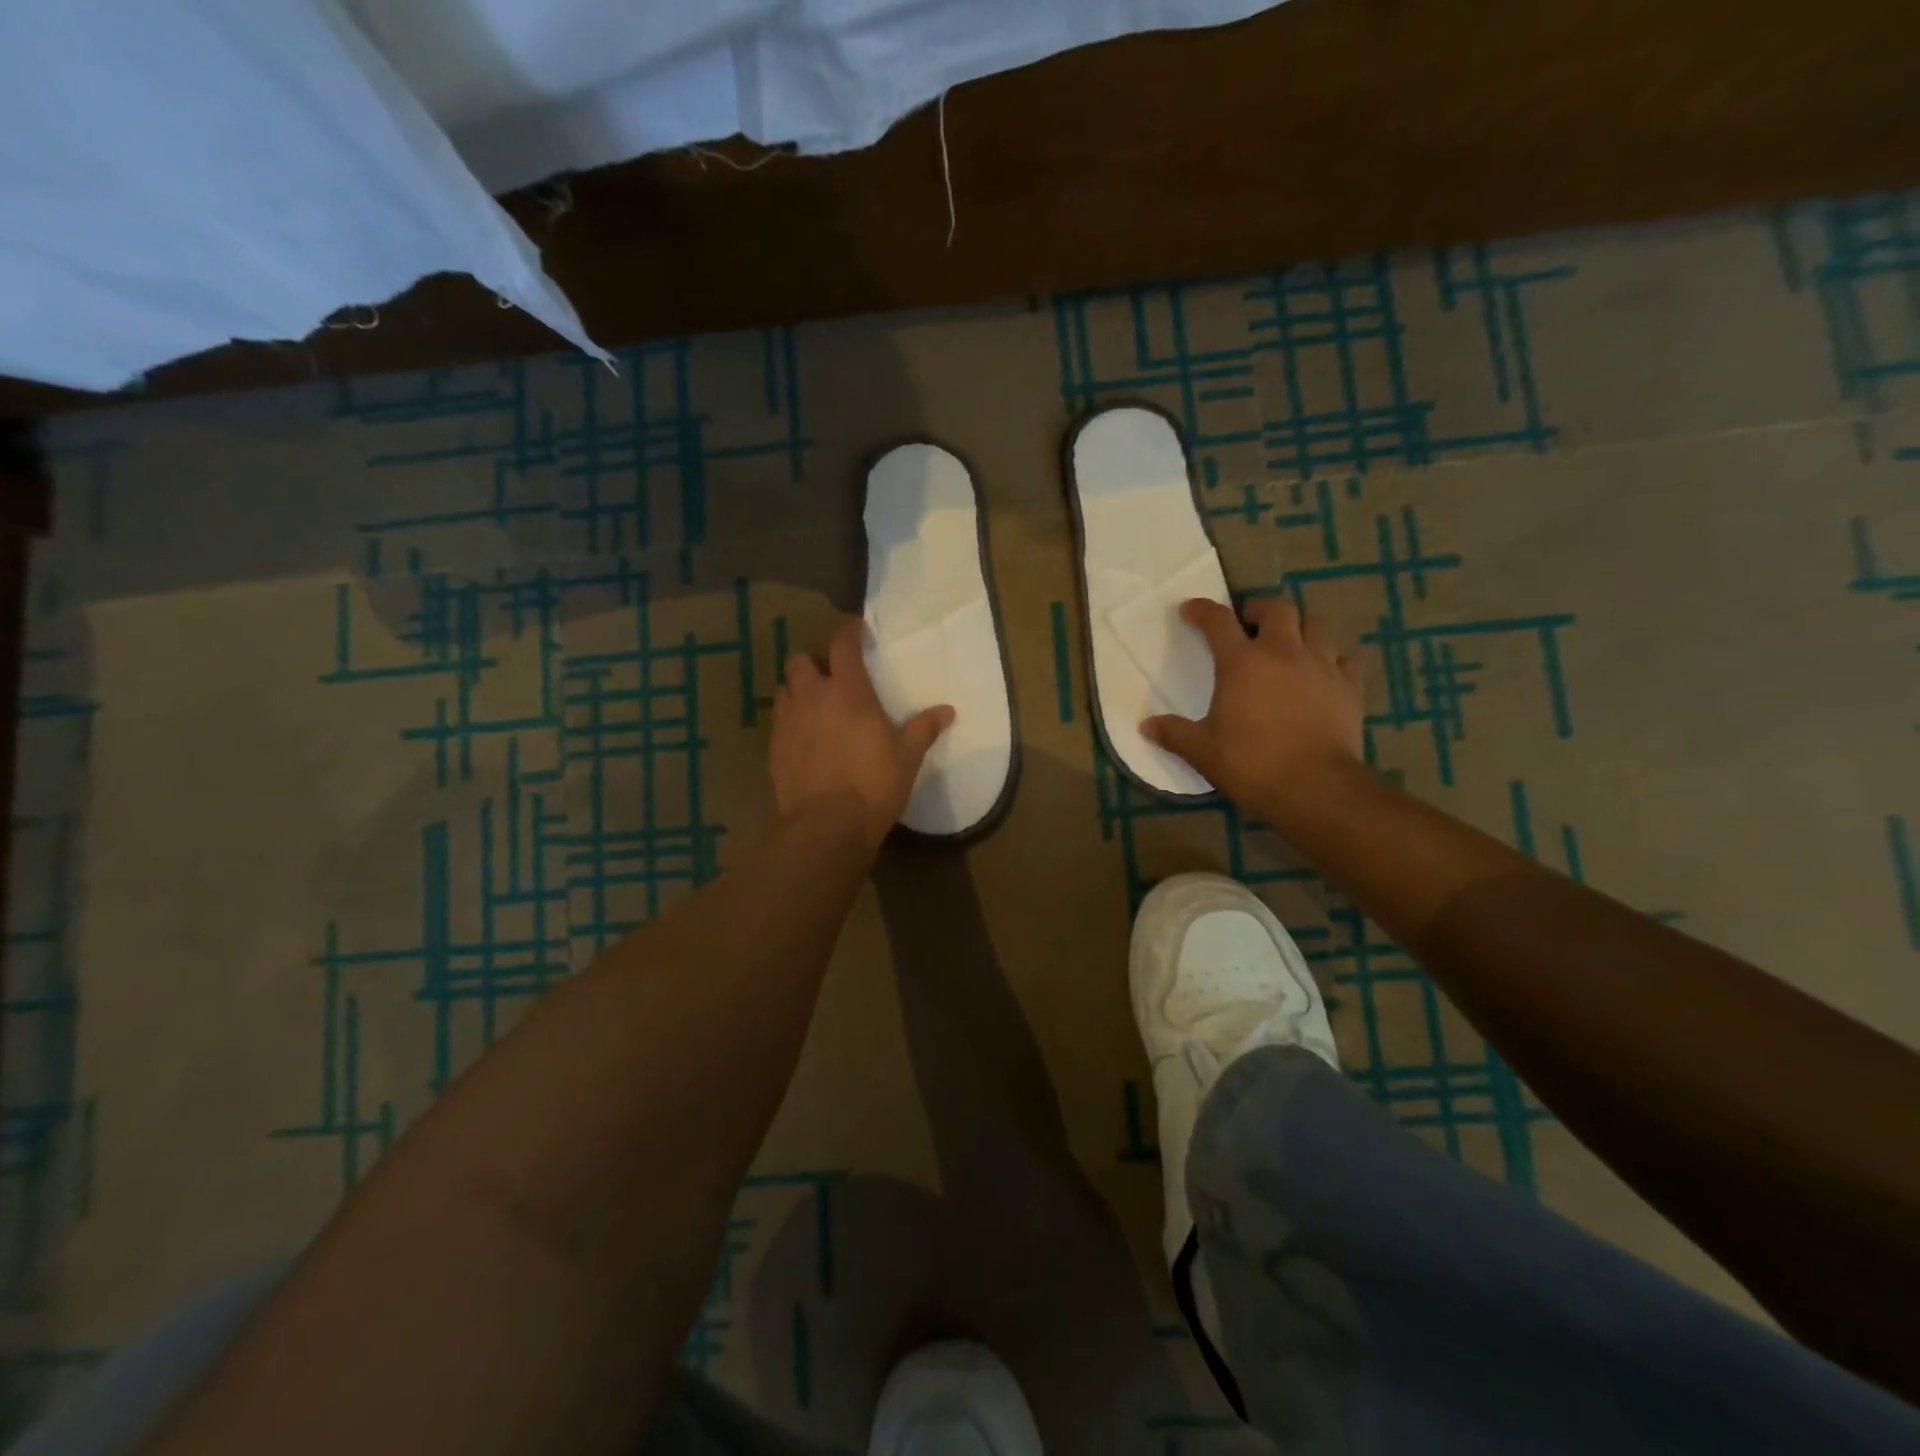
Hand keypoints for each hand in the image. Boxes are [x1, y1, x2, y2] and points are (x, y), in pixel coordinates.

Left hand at [770, 618, 954, 849]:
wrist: (826, 825)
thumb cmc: (874, 785)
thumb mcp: (907, 757)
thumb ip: (924, 729)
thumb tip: (948, 711)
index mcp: (848, 691)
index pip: (842, 644)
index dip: (848, 631)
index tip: (857, 631)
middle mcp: (812, 697)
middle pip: (800, 660)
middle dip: (814, 662)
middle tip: (832, 678)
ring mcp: (788, 721)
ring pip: (785, 688)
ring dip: (798, 689)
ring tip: (815, 706)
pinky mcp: (773, 747)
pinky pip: (778, 720)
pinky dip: (790, 720)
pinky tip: (804, 738)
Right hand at [1143, 597, 1364, 823]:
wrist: (1315, 788)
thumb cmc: (1251, 765)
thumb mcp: (1202, 752)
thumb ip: (1174, 734)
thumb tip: (1146, 726)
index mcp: (1242, 663)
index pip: (1218, 620)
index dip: (1202, 610)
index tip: (1190, 610)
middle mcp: (1284, 653)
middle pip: (1278, 609)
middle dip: (1260, 610)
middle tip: (1249, 624)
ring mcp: (1322, 666)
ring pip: (1317, 625)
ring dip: (1300, 627)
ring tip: (1290, 643)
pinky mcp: (1350, 687)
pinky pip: (1346, 658)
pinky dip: (1333, 659)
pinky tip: (1325, 673)